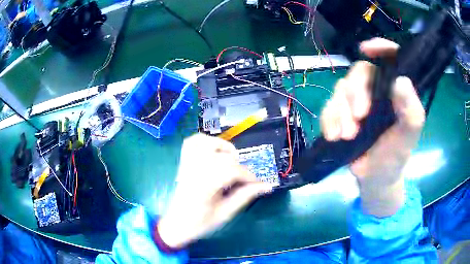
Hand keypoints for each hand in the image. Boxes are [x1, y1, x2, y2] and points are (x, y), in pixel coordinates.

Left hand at [158, 134, 272, 247]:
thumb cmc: (200, 223)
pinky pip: (192, 142)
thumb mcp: (225, 213)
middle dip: (238, 166)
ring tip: (231, 160)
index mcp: (203, 187)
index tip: (257, 184)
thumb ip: (245, 196)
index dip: (248, 176)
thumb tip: (266, 186)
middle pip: (221, 157)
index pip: (231, 171)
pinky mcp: (184, 162)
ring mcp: (187, 164)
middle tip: (243, 179)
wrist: (177, 223)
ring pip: (205, 143)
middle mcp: (193, 171)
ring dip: (223, 148)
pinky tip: (215, 150)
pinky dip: (206, 141)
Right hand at [321, 38, 424, 216]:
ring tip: (346, 136)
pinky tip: (333, 136)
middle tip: (359, 118)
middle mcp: (375, 90)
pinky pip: (328, 107)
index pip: (390, 59)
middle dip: (356, 93)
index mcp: (395, 91)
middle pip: (359, 72)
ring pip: (341, 89)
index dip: (380, 48)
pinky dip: (328, 119)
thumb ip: (411, 111)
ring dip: (341, 112)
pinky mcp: (341, 115)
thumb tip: (400, 81)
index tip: (367, 50)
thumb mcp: (409, 136)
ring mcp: (356, 102)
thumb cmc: (396, 156)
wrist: (375, 178)